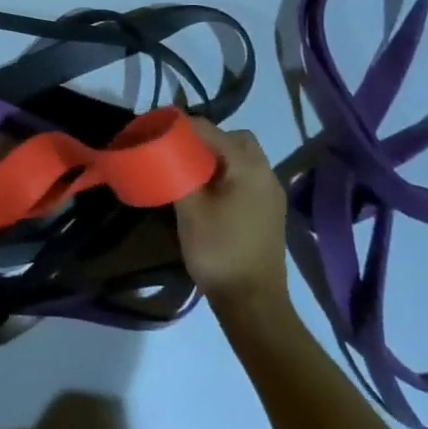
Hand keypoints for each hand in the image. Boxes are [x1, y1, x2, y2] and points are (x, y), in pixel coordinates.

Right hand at [174, 117, 290, 307]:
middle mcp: (266, 173)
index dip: (182, 126)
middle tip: (178, 151)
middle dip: (205, 139)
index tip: (156, 130)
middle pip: (234, 139)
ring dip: (216, 157)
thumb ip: (178, 172)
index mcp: (248, 166)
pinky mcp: (268, 211)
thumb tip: (164, 151)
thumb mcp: (189, 209)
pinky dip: (226, 174)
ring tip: (188, 171)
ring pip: (242, 158)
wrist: (253, 302)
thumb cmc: (219, 250)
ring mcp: (271, 193)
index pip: (211, 129)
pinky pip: (246, 177)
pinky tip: (206, 192)